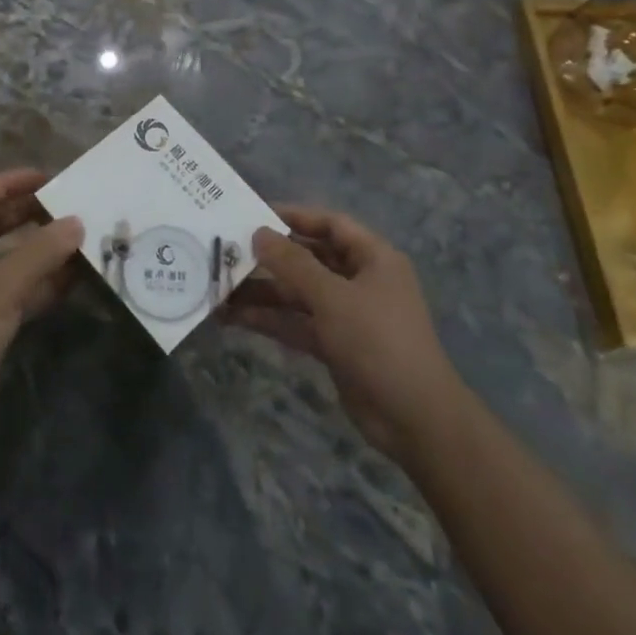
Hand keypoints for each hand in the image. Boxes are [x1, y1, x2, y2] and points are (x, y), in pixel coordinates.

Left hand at [0, 169, 84, 446]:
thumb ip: (39, 254)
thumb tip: (76, 222)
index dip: (9, 184)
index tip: (48, 178)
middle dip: (29, 215)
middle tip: (69, 206)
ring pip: (8, 261)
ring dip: (40, 251)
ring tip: (80, 238)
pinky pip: (16, 292)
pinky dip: (42, 284)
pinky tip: (74, 279)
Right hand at [225, 205, 460, 466]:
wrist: (415, 419)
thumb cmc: (379, 341)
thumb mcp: (333, 297)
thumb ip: (293, 264)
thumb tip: (258, 233)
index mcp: (373, 258)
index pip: (330, 224)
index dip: (294, 217)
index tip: (254, 215)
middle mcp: (360, 281)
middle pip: (310, 259)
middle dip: (270, 259)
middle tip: (228, 253)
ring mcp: (347, 315)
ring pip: (299, 294)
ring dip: (263, 292)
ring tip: (220, 289)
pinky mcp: (335, 345)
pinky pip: (298, 323)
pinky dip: (270, 320)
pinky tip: (234, 318)